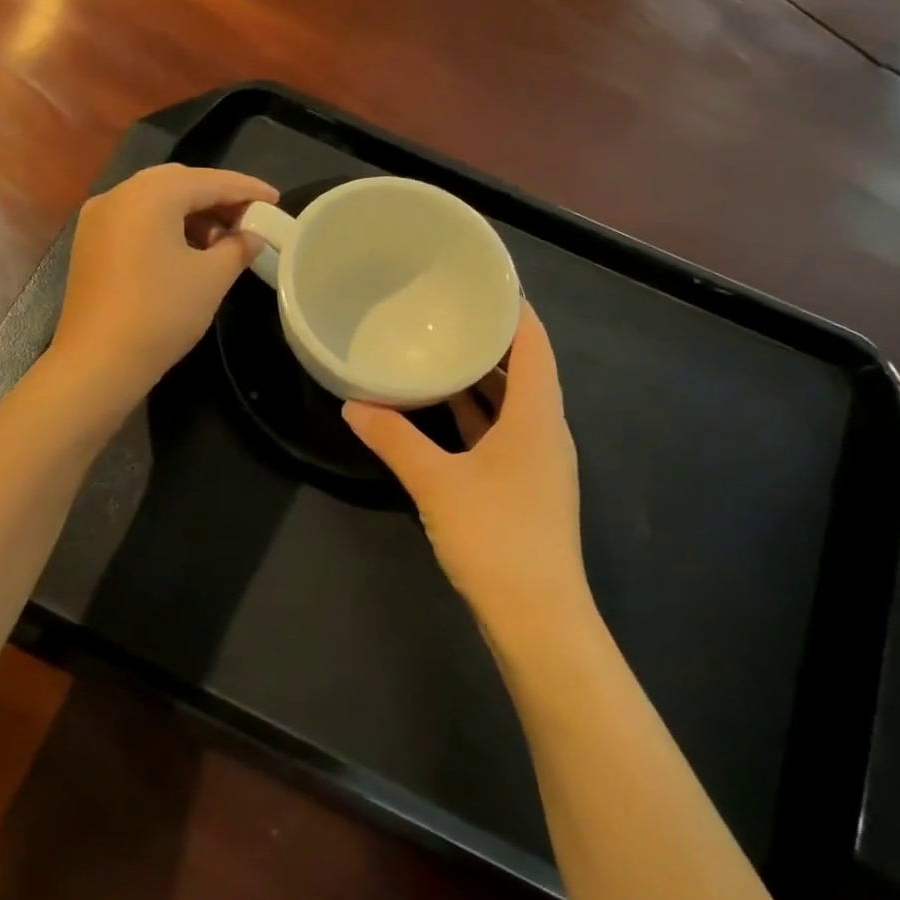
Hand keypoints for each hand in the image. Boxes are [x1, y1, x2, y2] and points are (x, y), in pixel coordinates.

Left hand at [49, 164, 276, 410]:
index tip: (274, 200)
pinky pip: (135, 220)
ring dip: (191, 213)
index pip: (209, 180)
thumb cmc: (161, 313)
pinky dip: (165, 226)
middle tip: (249, 218)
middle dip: (216, 197)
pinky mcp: (90, 244)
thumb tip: (251, 237)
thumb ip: (237, 248)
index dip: (246, 189)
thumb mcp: (211, 279)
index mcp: (150, 194)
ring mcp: (98, 219)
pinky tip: (187, 251)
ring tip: (222, 241)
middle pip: (178, 183)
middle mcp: (119, 195)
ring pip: (154, 201)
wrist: (98, 361)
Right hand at [343, 303, 589, 633]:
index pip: (534, 343)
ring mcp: (537, 462)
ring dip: (480, 380)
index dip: (514, 308)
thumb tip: (354, 405)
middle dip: (489, 340)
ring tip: (438, 351)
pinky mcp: (524, 488)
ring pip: (511, 405)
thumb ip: (394, 439)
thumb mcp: (436, 482)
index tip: (481, 281)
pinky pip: (501, 433)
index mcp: (537, 416)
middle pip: (524, 369)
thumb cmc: (495, 537)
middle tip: (446, 310)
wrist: (537, 618)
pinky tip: (441, 412)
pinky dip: (476, 416)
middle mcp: (545, 431)